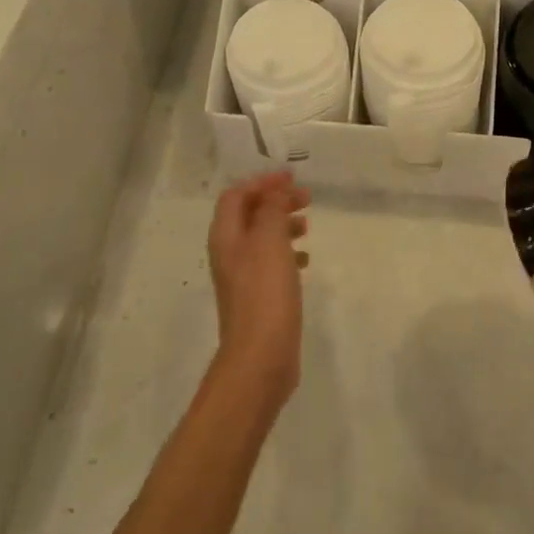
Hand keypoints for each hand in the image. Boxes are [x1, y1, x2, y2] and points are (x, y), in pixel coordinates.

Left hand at [207, 171, 310, 406]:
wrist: (261, 355)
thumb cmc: (264, 291)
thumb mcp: (270, 240)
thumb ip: (272, 209)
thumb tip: (276, 192)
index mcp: (226, 236)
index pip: (236, 195)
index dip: (262, 182)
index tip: (291, 178)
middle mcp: (229, 253)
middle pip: (249, 214)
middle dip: (276, 201)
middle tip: (306, 198)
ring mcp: (243, 276)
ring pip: (262, 237)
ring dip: (283, 224)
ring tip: (308, 225)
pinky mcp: (259, 296)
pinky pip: (272, 262)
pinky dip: (288, 252)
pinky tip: (306, 259)